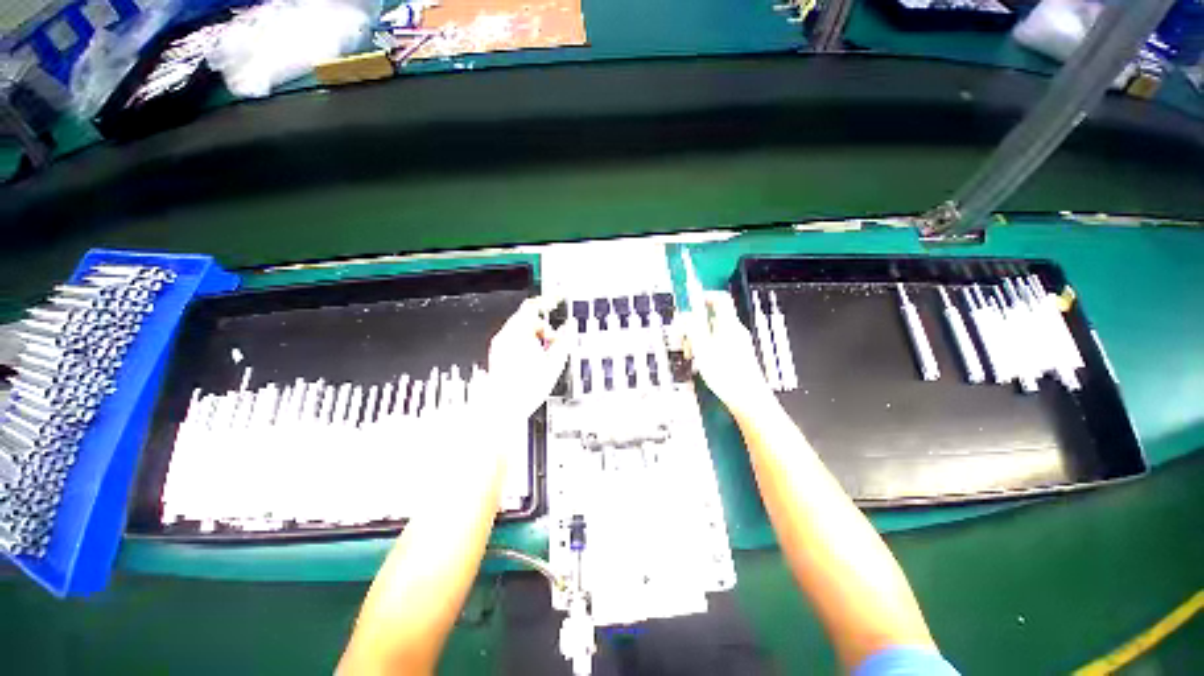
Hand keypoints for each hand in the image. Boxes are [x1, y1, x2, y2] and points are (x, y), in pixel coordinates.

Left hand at [482, 297, 571, 418]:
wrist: (503, 408)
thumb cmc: (526, 387)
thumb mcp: (554, 363)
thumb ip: (564, 340)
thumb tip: (570, 327)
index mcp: (517, 333)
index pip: (533, 306)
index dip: (548, 301)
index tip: (558, 299)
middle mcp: (505, 336)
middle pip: (528, 320)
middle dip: (545, 328)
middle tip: (556, 342)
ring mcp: (500, 345)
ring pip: (523, 331)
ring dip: (537, 337)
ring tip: (545, 356)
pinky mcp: (499, 355)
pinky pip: (516, 341)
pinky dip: (528, 345)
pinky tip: (535, 361)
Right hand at [685, 291, 776, 416]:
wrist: (748, 399)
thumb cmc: (725, 373)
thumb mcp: (702, 348)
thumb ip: (692, 328)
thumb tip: (684, 314)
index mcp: (728, 324)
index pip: (720, 299)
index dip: (704, 297)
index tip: (689, 305)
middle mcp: (734, 331)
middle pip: (711, 317)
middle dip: (693, 325)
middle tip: (684, 339)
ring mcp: (737, 343)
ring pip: (712, 332)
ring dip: (697, 339)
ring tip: (690, 355)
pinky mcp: (736, 356)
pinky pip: (717, 344)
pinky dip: (705, 349)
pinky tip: (699, 363)